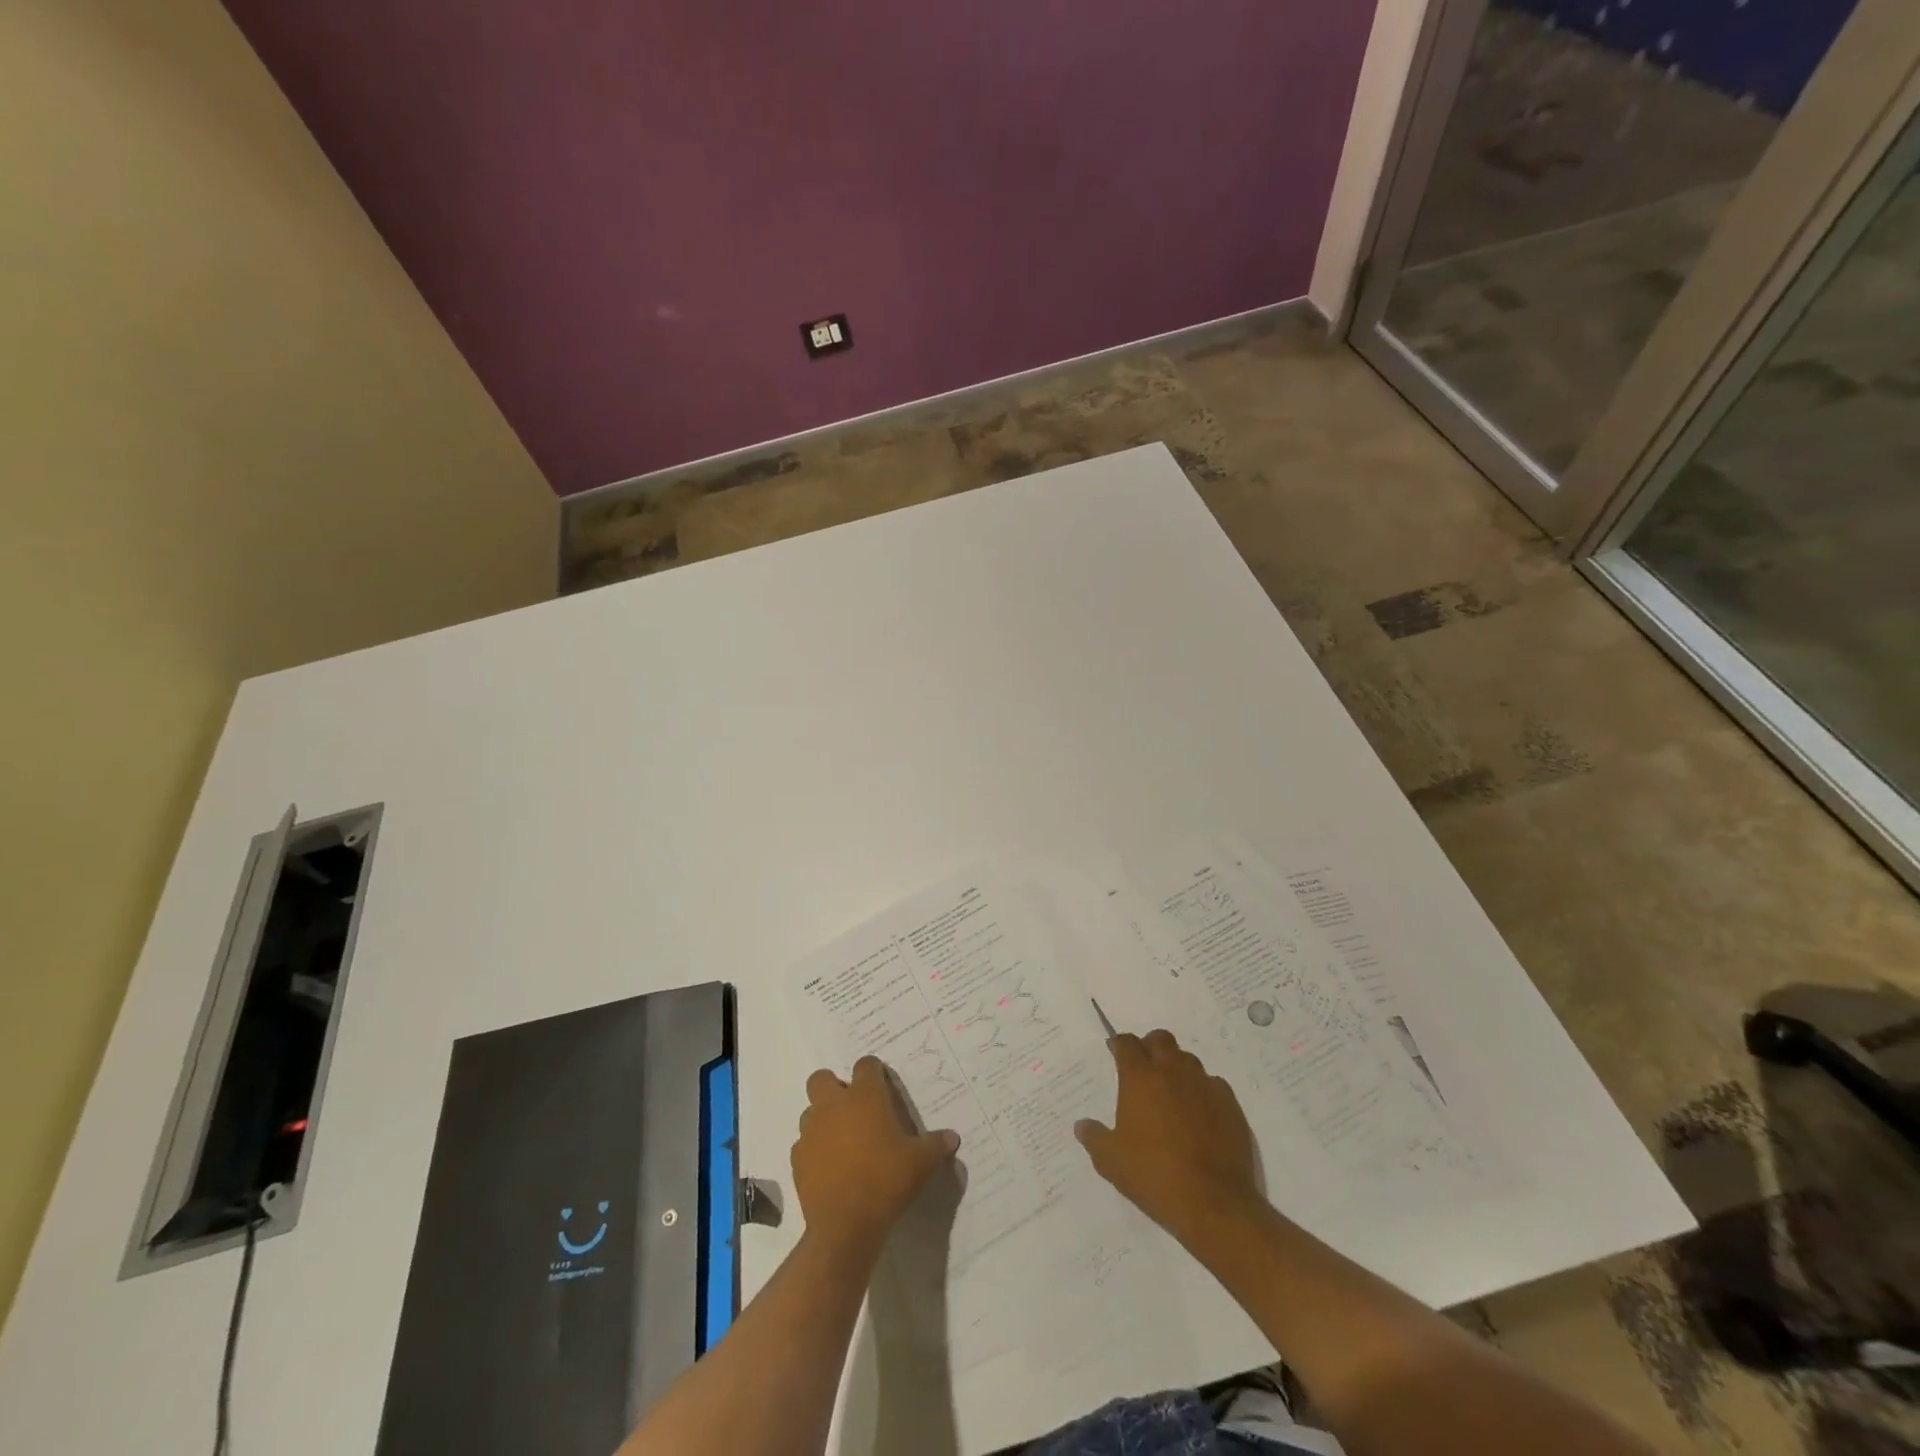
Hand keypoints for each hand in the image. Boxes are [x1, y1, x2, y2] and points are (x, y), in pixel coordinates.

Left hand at [792, 1057, 960, 1259]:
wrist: (845, 1225)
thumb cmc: (886, 1181)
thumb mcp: (921, 1163)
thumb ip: (936, 1145)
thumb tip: (952, 1138)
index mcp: (864, 1096)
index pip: (866, 1065)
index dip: (874, 1073)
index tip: (883, 1087)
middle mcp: (833, 1105)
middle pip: (822, 1078)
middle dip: (834, 1087)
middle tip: (854, 1109)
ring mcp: (811, 1131)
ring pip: (810, 1111)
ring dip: (823, 1119)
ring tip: (843, 1141)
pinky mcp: (798, 1159)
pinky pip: (803, 1144)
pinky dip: (814, 1149)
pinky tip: (830, 1167)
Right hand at [1075, 1030, 1262, 1243]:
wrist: (1213, 1202)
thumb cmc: (1154, 1175)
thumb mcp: (1111, 1161)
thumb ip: (1094, 1138)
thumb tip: (1082, 1126)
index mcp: (1140, 1078)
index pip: (1127, 1044)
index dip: (1119, 1044)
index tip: (1114, 1050)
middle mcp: (1172, 1071)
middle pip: (1160, 1039)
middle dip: (1149, 1046)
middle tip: (1143, 1066)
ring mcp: (1204, 1085)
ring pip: (1188, 1059)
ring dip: (1176, 1066)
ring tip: (1171, 1090)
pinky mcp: (1230, 1103)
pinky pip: (1213, 1083)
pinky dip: (1202, 1090)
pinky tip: (1200, 1111)